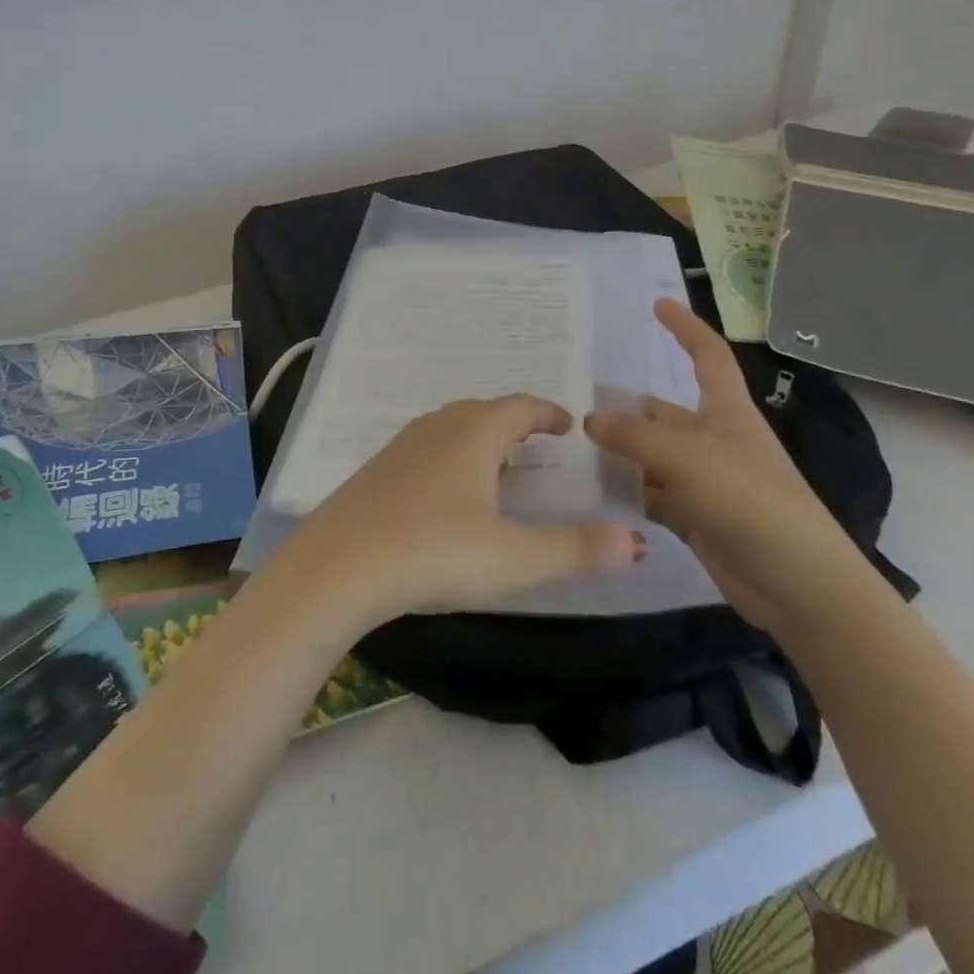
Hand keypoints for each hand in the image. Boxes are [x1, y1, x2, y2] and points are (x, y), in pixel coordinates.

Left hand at [283, 396, 644, 625]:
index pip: (519, 408)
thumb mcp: (513, 559)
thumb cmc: (433, 553)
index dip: (547, 413)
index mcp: (473, 435)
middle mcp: (436, 429)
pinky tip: (446, 492)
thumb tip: (635, 541)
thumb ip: (575, 549)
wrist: (338, 566)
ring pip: (449, 428)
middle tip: (537, 445)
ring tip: (496, 466)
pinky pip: (425, 449)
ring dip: (478, 439)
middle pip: (483, 412)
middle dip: (513, 423)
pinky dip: (449, 457)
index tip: (568, 424)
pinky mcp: (376, 472)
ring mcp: (400, 447)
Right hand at [585, 299, 868, 631]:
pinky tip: (592, 490)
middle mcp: (714, 440)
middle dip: (624, 409)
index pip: (708, 356)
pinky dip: (627, 491)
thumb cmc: (751, 502)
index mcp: (727, 412)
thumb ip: (634, 436)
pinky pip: (652, 493)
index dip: (685, 328)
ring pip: (651, 455)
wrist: (799, 585)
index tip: (657, 304)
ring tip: (568, 449)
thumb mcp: (688, 458)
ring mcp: (705, 480)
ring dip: (619, 453)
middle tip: (570, 406)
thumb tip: (589, 419)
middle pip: (662, 413)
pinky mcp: (696, 516)